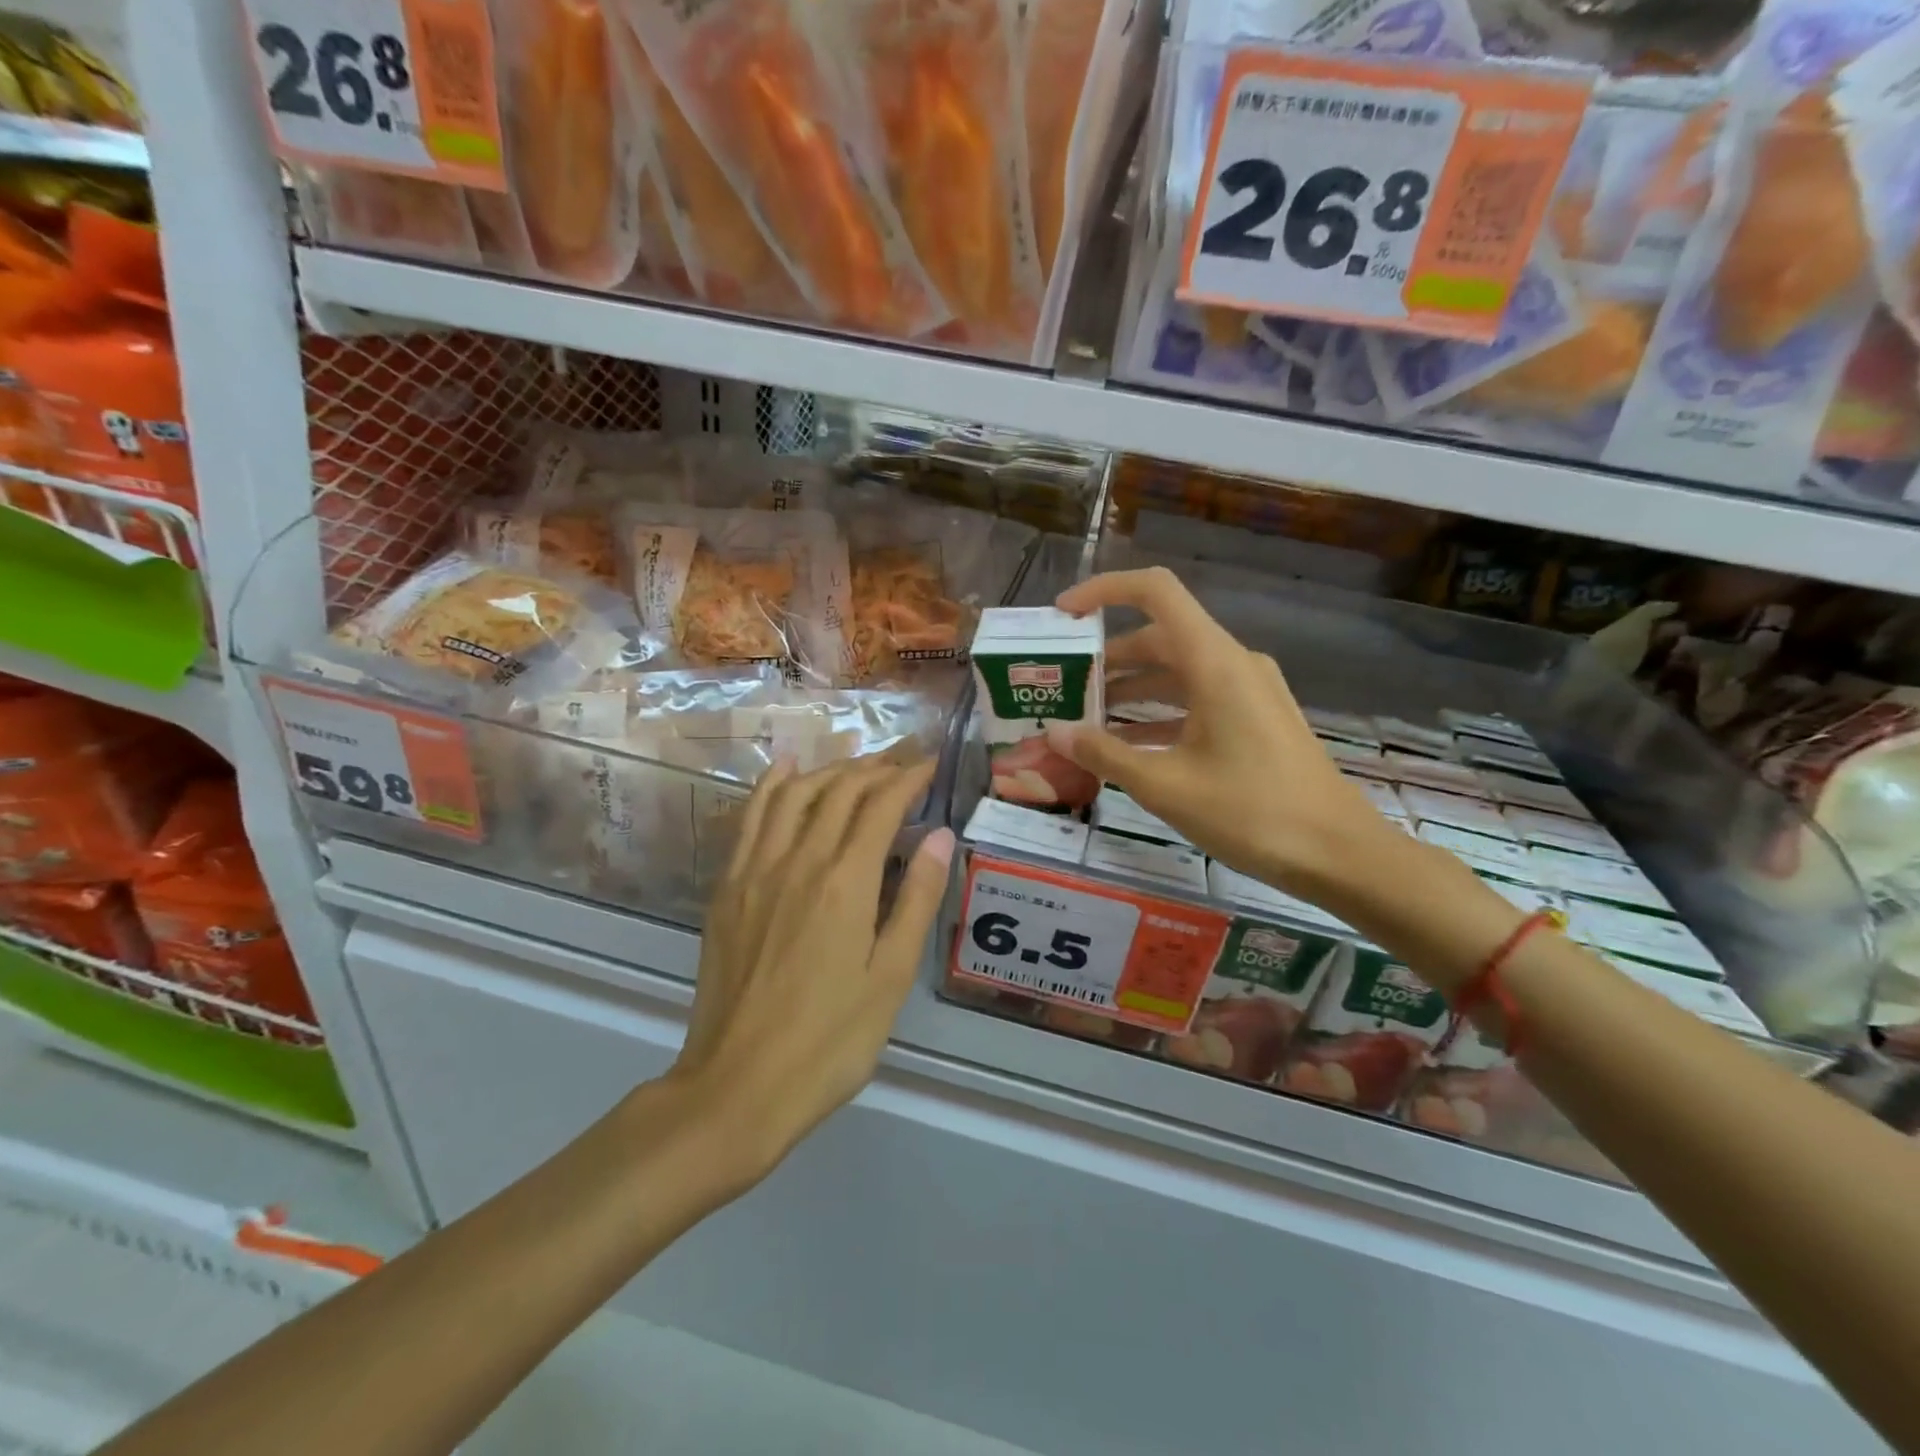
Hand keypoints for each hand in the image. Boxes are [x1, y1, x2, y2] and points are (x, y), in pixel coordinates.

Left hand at [674, 757, 954, 1183]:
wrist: (738, 1085)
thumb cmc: (831, 1040)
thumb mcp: (891, 976)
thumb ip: (916, 899)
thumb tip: (940, 835)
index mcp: (844, 882)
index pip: (881, 805)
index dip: (909, 778)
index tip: (931, 763)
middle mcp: (798, 860)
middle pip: (839, 790)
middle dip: (875, 767)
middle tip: (904, 761)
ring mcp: (755, 870)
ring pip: (794, 794)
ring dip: (829, 769)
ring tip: (858, 764)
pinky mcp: (727, 887)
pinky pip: (751, 818)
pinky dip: (771, 785)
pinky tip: (785, 769)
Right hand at [1044, 567, 1392, 899]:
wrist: (1338, 854)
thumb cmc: (1251, 812)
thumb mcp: (1165, 785)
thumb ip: (1103, 753)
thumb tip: (1055, 733)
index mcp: (1213, 662)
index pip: (1155, 592)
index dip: (1104, 591)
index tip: (1064, 615)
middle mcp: (1233, 663)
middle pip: (1159, 637)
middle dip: (1107, 659)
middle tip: (1064, 688)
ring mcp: (1249, 690)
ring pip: (1177, 671)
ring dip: (1131, 690)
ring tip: (1085, 720)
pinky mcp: (1256, 718)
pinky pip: (1197, 699)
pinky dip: (1159, 713)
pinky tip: (1129, 747)